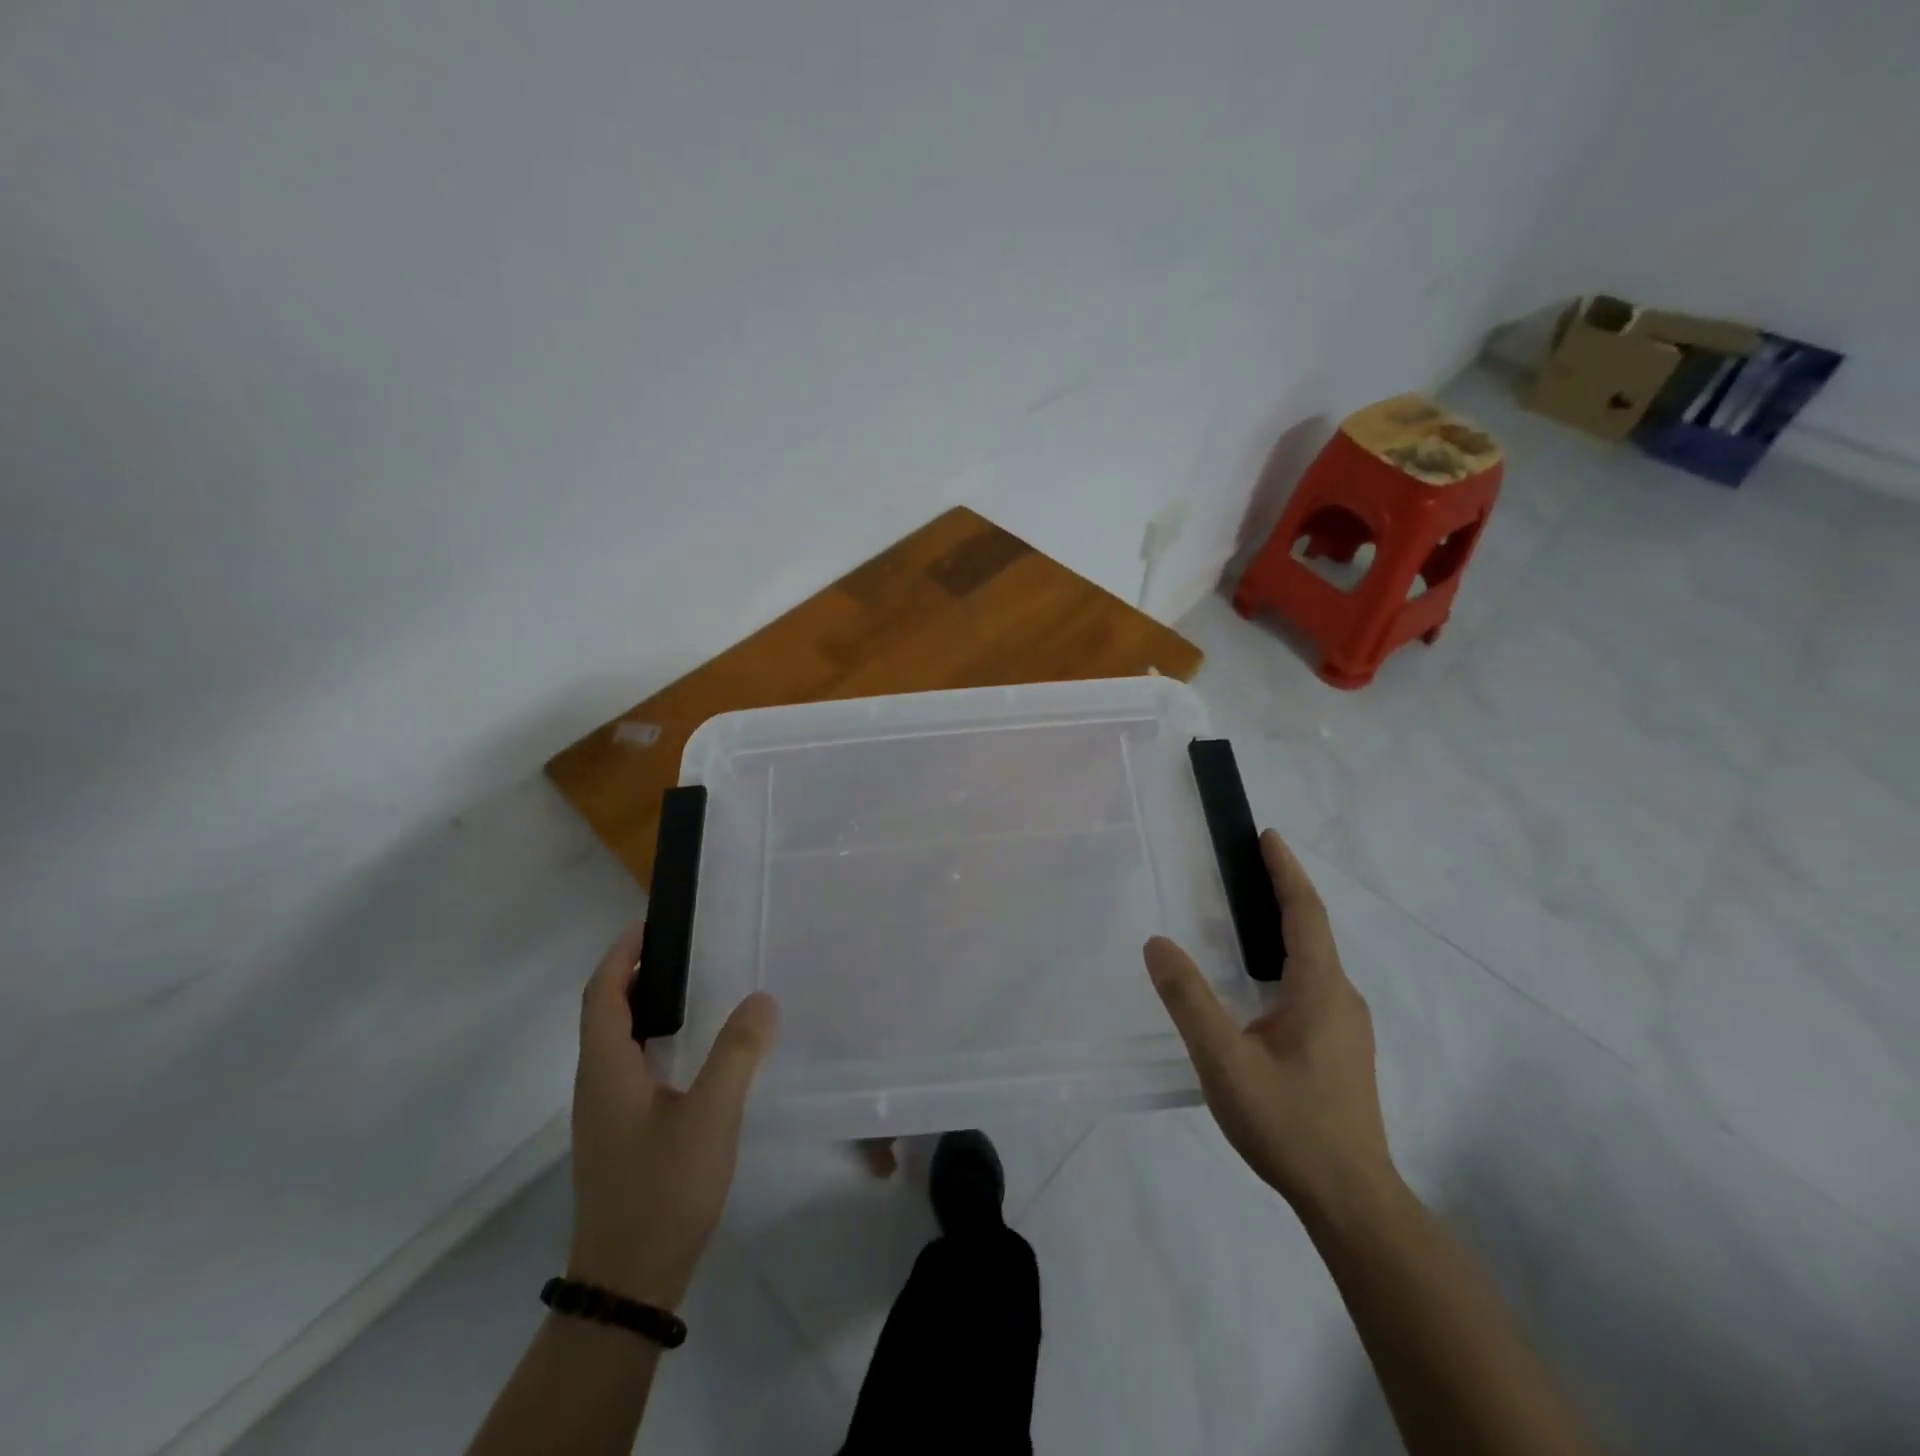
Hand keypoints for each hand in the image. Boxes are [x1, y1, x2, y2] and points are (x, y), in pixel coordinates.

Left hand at [567, 925, 778, 1308]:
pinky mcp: (621, 1135)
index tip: (650, 924)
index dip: (620, 955)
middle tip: (684, 948)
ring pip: (618, 1042)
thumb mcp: (710, 1117)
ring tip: (693, 987)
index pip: (602, 995)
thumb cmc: (663, 1191)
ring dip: (645, 1006)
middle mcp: (596, 1085)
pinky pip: (632, 1067)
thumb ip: (737, 1054)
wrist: (629, 1284)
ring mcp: (606, 1114)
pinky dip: (655, 1039)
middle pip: (606, 1013)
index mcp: (605, 1070)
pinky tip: (693, 1051)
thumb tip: (761, 999)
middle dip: (635, 974)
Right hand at [1144, 830, 1396, 1217]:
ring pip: (1314, 960)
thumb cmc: (1289, 1125)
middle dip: (1282, 891)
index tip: (1267, 836)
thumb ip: (1189, 1001)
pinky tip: (1259, 983)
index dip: (1286, 871)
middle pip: (1313, 930)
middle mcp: (1341, 998)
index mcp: (1320, 990)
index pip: (1305, 913)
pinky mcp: (1341, 1049)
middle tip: (1245, 866)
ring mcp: (1346, 1026)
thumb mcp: (1225, 1063)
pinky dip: (1286, 959)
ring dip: (1284, 926)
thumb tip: (1158, 943)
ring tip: (1245, 914)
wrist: (1352, 1201)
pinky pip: (1312, 984)